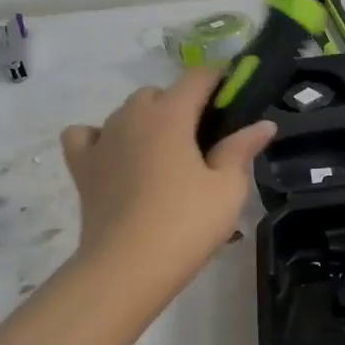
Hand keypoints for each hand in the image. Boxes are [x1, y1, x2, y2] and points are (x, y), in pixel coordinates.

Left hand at [59, 68, 276, 295]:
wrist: (128, 267)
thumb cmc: (186, 223)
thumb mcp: (228, 188)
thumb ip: (242, 149)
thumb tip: (263, 124)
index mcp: (170, 115)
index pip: (198, 77)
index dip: (220, 78)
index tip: (236, 92)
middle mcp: (131, 116)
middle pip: (159, 93)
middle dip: (182, 105)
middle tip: (204, 140)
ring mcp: (102, 139)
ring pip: (126, 113)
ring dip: (148, 122)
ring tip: (166, 156)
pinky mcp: (82, 166)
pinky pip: (86, 136)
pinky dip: (101, 139)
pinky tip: (116, 158)